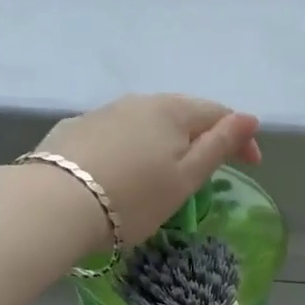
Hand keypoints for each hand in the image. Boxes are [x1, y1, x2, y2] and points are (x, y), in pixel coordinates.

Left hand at [37, 95, 261, 244]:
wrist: (53, 203)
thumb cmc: (132, 198)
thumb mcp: (185, 178)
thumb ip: (218, 145)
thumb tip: (249, 117)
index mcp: (172, 111)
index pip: (219, 113)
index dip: (240, 138)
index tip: (252, 166)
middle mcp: (138, 101)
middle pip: (181, 112)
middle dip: (201, 135)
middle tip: (209, 167)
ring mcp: (102, 112)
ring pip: (145, 119)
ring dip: (163, 139)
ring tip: (164, 168)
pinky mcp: (74, 128)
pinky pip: (114, 130)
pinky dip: (129, 144)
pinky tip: (122, 166)